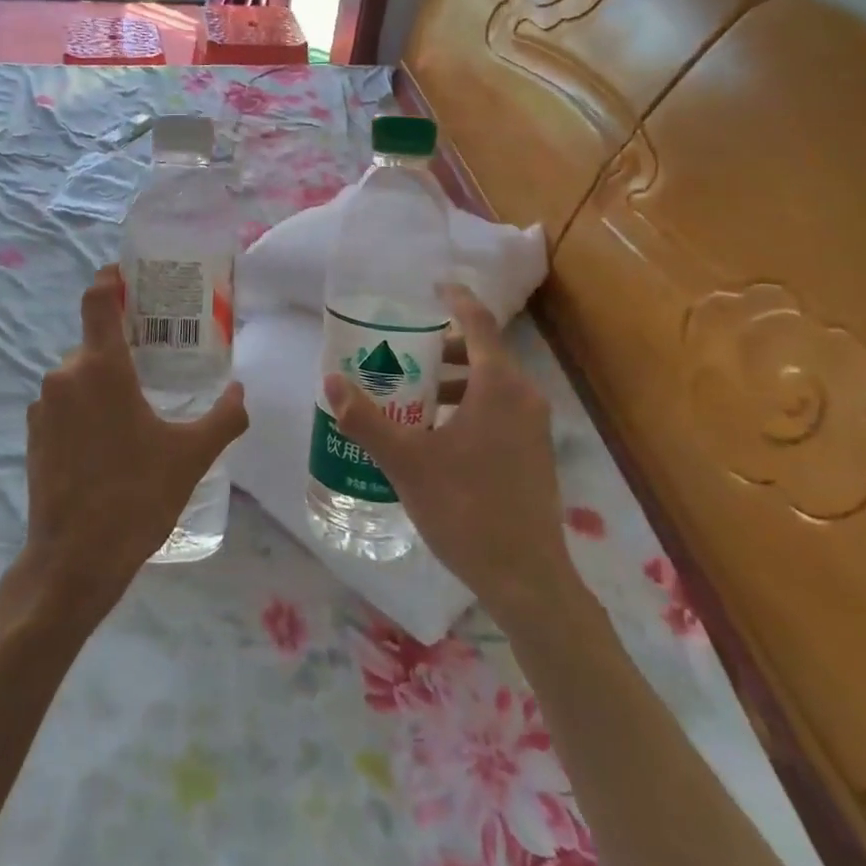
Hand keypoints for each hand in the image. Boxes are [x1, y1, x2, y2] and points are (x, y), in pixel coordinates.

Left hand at [21, 266, 246, 616]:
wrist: (73, 561)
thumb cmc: (136, 496)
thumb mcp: (191, 455)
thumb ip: (224, 417)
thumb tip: (242, 392)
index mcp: (101, 367)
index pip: (98, 298)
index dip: (111, 279)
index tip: (131, 275)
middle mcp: (65, 375)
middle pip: (95, 341)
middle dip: (124, 346)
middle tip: (159, 359)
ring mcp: (42, 406)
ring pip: (79, 375)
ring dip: (106, 381)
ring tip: (139, 407)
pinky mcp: (32, 435)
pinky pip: (64, 403)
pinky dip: (86, 407)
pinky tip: (111, 440)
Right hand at [321, 284, 566, 620]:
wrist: (528, 579)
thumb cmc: (466, 508)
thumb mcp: (406, 461)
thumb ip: (366, 419)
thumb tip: (331, 381)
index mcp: (498, 385)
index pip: (478, 322)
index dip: (456, 299)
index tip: (432, 286)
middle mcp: (523, 397)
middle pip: (482, 353)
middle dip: (441, 348)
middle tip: (401, 353)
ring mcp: (534, 427)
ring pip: (489, 384)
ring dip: (451, 381)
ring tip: (410, 396)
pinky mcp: (533, 453)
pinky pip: (498, 410)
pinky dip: (467, 405)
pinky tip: (435, 436)